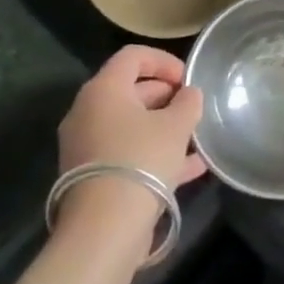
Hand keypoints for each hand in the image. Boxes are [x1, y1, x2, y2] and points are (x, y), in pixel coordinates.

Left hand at [58, 46, 206, 200]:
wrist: (104, 227)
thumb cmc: (141, 160)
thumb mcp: (176, 125)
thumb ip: (188, 103)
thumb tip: (189, 95)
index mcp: (104, 90)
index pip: (133, 56)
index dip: (164, 61)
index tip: (189, 79)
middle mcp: (88, 112)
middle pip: (131, 90)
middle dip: (166, 96)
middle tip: (193, 109)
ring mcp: (86, 146)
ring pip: (130, 125)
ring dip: (164, 127)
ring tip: (196, 138)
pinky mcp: (92, 176)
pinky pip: (127, 153)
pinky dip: (154, 153)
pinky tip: (190, 168)